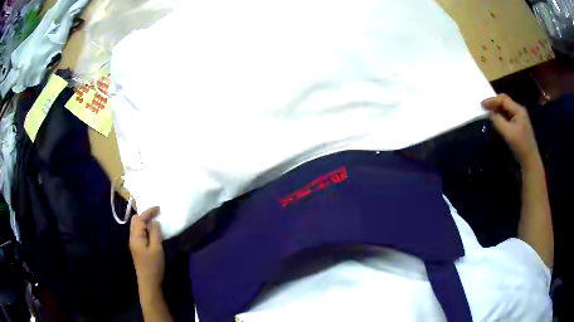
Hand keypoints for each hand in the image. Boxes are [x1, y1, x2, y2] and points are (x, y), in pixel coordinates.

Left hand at [129, 207, 164, 292]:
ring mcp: (134, 244)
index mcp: (136, 237)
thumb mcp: (157, 249)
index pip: (140, 219)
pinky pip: (139, 233)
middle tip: (157, 215)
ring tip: (155, 222)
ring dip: (144, 222)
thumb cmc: (153, 266)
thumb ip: (155, 233)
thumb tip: (154, 222)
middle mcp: (132, 238)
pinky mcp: (137, 249)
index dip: (148, 212)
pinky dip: (145, 229)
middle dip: (145, 215)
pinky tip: (152, 233)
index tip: (159, 208)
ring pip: (136, 227)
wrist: (148, 283)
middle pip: (135, 221)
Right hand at [482, 94, 539, 165]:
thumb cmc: (520, 145)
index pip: (503, 99)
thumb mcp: (508, 132)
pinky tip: (497, 122)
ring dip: (497, 111)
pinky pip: (508, 117)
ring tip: (489, 114)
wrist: (530, 161)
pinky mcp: (519, 126)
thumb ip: (498, 121)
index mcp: (518, 110)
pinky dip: (501, 117)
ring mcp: (520, 119)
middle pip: (505, 102)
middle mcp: (519, 111)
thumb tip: (489, 114)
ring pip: (506, 110)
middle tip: (485, 108)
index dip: (492, 100)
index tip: (482, 105)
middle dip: (494, 104)